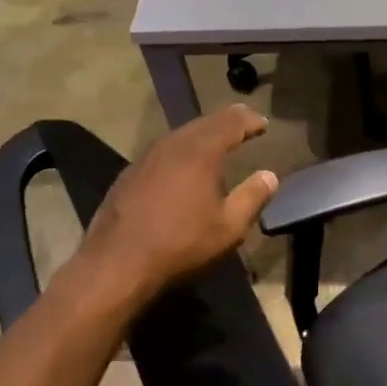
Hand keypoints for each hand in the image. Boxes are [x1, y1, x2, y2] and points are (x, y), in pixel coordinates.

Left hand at [81, 105, 278, 302]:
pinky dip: (181, 150)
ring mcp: (146, 158)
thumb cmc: (181, 244)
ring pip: (180, 135)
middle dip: (226, 121)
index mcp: (200, 151)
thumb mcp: (229, 227)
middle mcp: (172, 145)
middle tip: (243, 122)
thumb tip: (270, 176)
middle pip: (203, 123)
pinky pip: (163, 152)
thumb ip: (252, 197)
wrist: (116, 264)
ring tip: (217, 140)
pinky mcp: (128, 175)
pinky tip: (183, 165)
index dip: (249, 120)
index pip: (230, 123)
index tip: (263, 124)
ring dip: (202, 134)